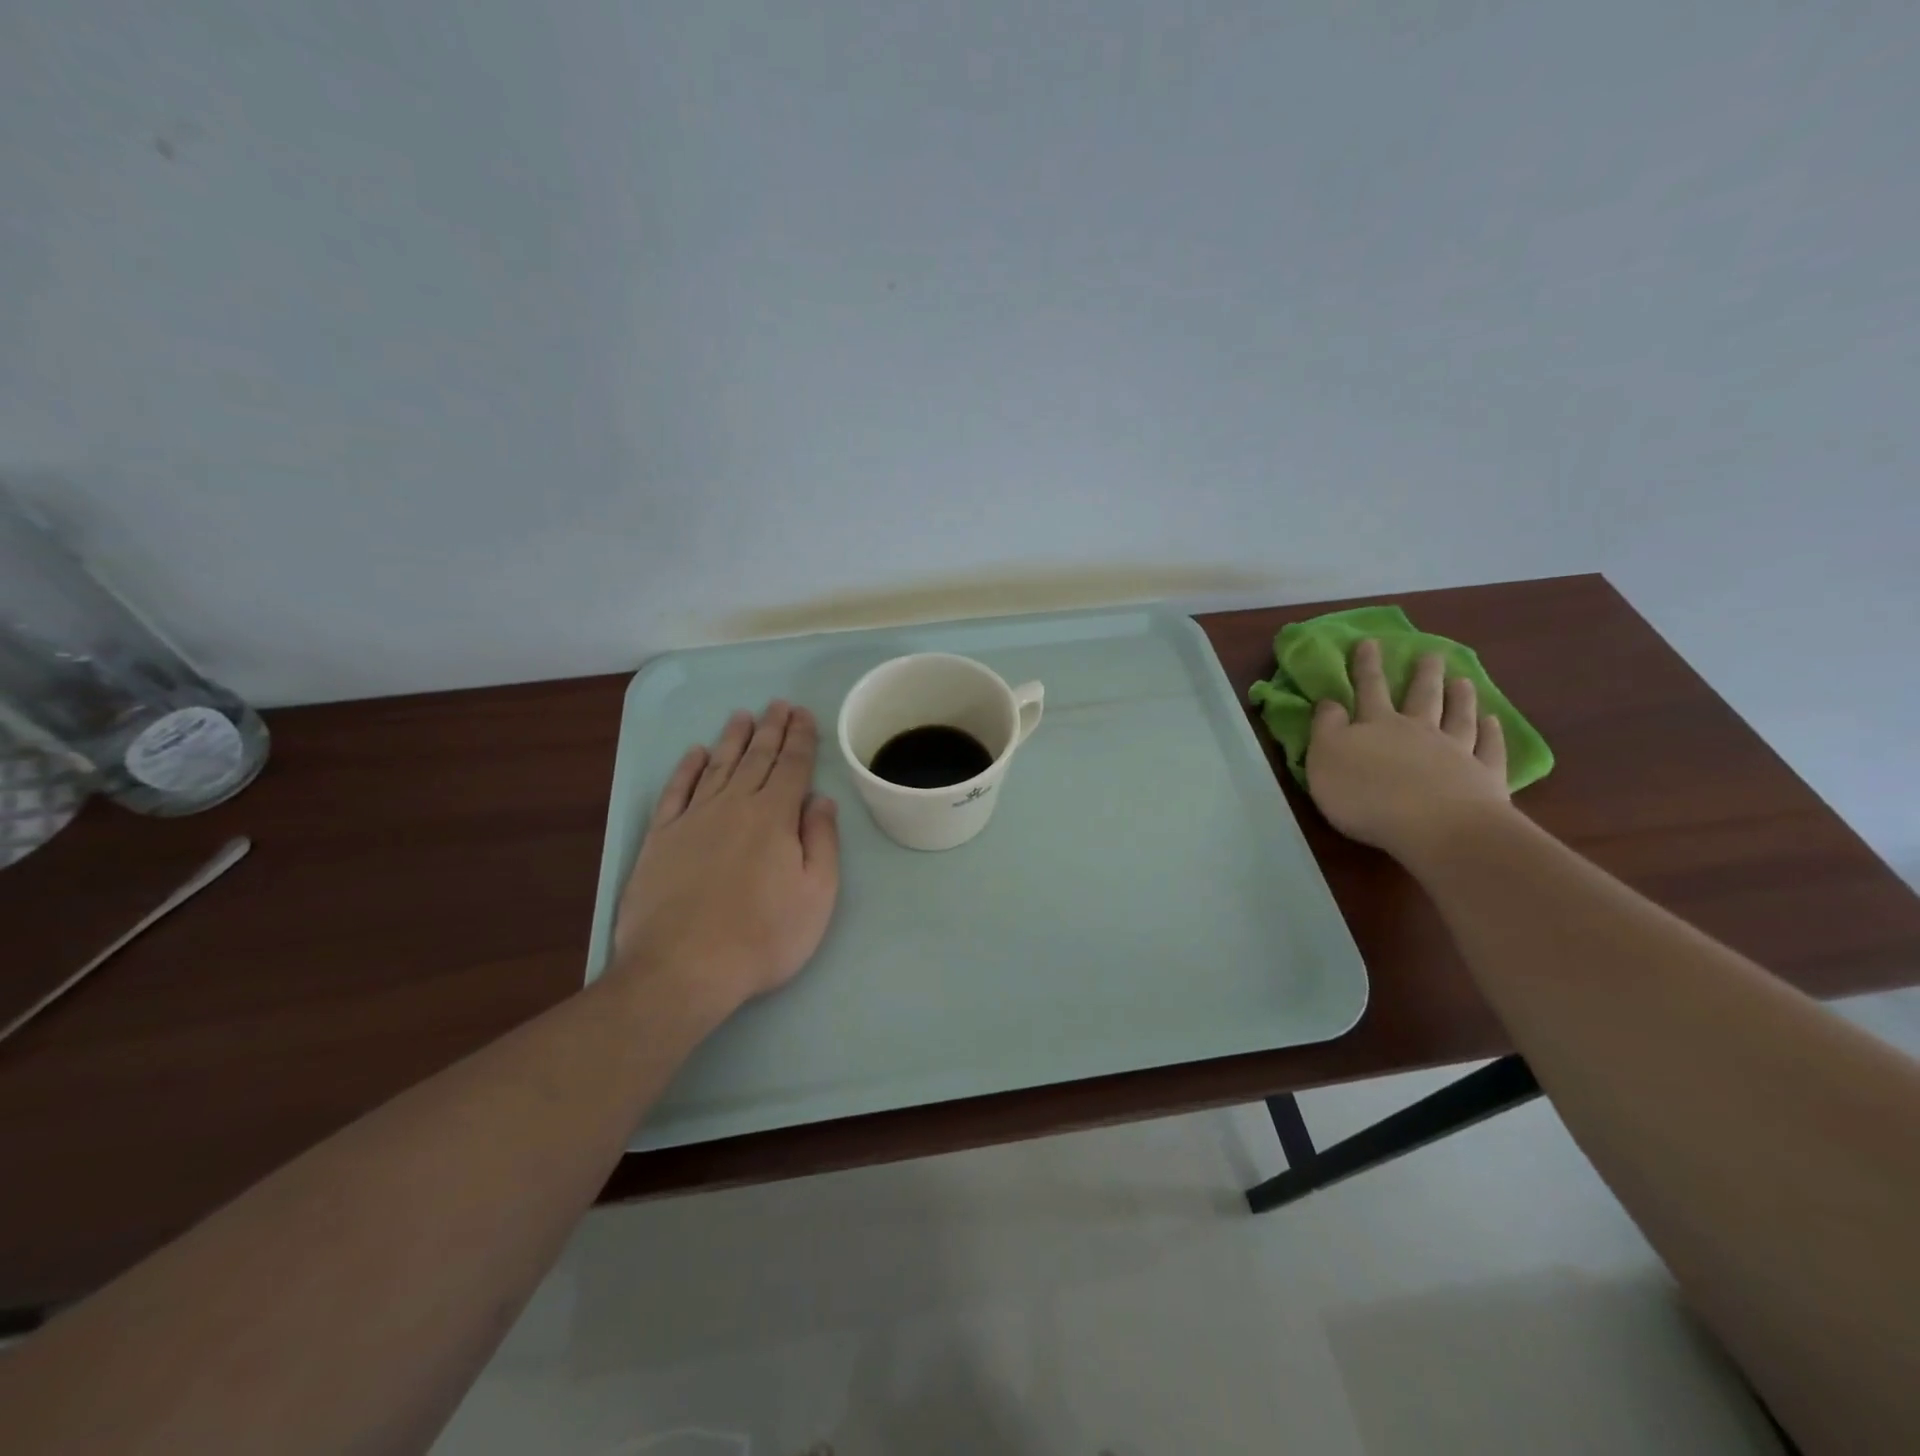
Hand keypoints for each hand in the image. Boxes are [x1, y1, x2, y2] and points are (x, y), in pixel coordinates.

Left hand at [612, 702, 839, 1016]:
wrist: (683, 968)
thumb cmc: (763, 937)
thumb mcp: (816, 895)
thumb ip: (822, 842)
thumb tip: (821, 800)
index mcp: (775, 816)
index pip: (792, 766)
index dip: (800, 738)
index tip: (804, 714)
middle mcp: (733, 805)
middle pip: (757, 758)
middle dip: (771, 729)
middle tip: (778, 704)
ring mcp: (693, 819)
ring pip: (718, 766)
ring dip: (733, 739)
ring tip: (743, 716)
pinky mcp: (660, 838)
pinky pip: (676, 791)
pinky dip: (687, 769)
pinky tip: (695, 754)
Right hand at [1305, 640, 1512, 862]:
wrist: (1434, 826)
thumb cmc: (1366, 795)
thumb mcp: (1325, 759)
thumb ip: (1326, 728)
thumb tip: (1330, 701)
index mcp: (1376, 725)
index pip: (1368, 689)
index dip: (1366, 666)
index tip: (1369, 642)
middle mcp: (1418, 730)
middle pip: (1421, 696)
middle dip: (1422, 674)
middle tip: (1430, 654)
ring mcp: (1455, 751)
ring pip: (1458, 716)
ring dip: (1459, 697)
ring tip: (1462, 680)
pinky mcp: (1483, 776)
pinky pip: (1489, 748)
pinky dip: (1491, 733)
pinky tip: (1493, 721)